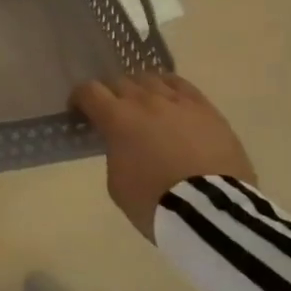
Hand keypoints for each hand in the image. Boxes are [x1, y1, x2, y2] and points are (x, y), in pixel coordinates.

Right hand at [70, 74, 256, 241]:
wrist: (211, 211)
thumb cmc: (155, 203)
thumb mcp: (117, 184)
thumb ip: (114, 154)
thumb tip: (121, 143)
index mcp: (117, 118)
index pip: (89, 91)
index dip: (80, 98)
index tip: (80, 111)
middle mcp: (145, 100)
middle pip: (120, 82)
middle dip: (112, 96)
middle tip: (114, 115)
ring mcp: (177, 101)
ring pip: (150, 79)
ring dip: (141, 91)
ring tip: (145, 107)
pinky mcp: (206, 108)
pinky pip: (181, 84)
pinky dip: (169, 88)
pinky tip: (170, 100)